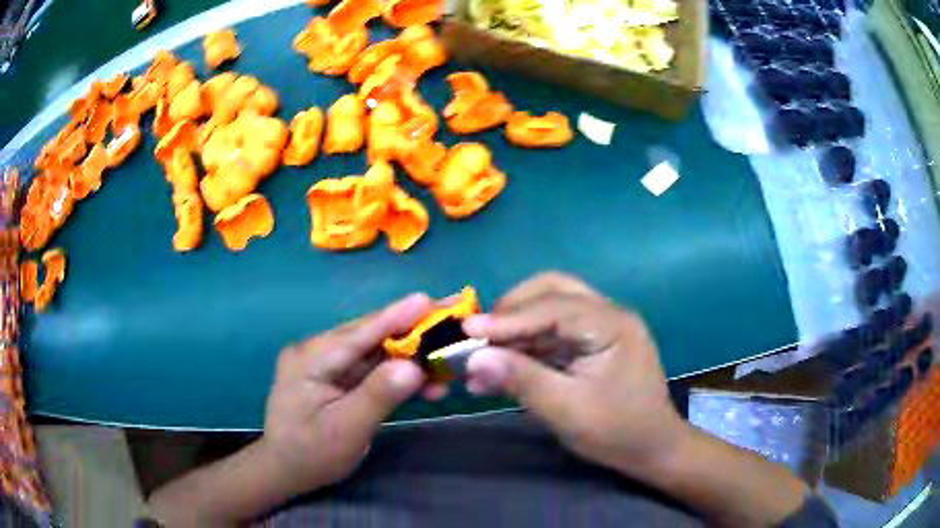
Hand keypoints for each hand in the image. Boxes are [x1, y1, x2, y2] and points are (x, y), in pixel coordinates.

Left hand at [260, 293, 431, 493]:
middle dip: (412, 327)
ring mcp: (328, 363)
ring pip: (376, 351)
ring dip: (411, 354)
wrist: (288, 470)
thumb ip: (377, 396)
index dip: (395, 316)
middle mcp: (318, 351)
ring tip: (449, 351)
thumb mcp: (344, 430)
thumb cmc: (311, 454)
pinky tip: (427, 379)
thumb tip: (414, 366)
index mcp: (311, 358)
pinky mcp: (338, 376)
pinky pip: (373, 368)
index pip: (358, 334)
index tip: (428, 300)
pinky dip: (400, 373)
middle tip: (450, 315)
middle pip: (370, 335)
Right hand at [462, 273, 686, 478]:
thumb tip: (474, 359)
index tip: (466, 330)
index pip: (554, 307)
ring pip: (550, 309)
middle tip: (480, 335)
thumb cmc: (617, 431)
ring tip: (483, 355)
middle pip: (553, 291)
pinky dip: (526, 345)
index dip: (508, 318)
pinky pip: (554, 333)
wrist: (651, 449)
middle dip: (512, 310)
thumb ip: (521, 380)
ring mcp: (602, 327)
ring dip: (515, 329)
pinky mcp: (593, 344)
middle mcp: (608, 315)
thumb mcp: (567, 411)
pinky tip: (501, 368)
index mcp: (612, 324)